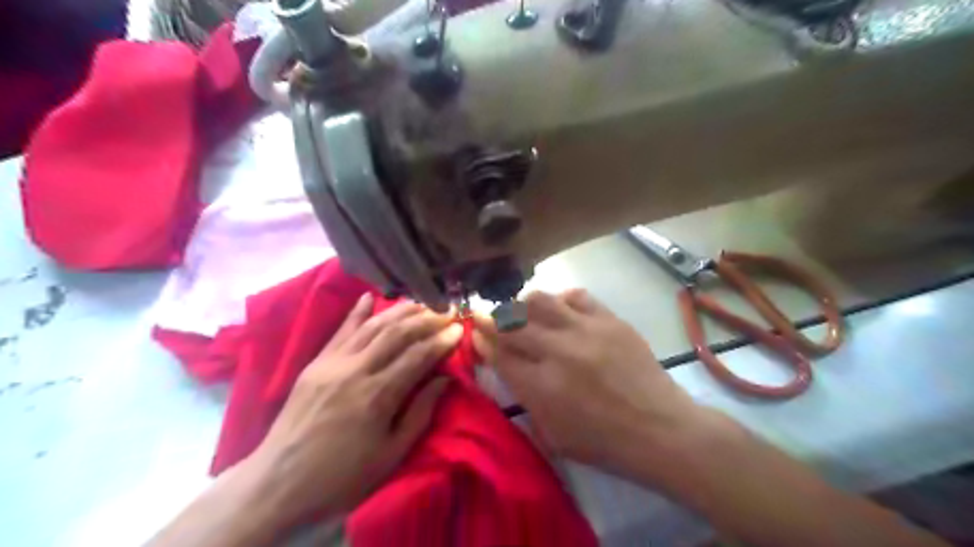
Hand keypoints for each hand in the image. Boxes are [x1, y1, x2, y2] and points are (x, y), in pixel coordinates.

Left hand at [249, 294, 463, 524]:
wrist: (278, 483)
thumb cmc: (342, 476)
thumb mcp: (391, 454)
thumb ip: (420, 413)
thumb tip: (444, 379)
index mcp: (378, 395)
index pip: (418, 356)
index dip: (441, 340)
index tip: (458, 330)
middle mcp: (356, 370)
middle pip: (397, 333)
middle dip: (425, 320)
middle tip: (445, 313)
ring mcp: (332, 363)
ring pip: (372, 326)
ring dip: (399, 311)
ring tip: (420, 303)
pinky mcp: (315, 363)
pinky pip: (340, 330)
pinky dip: (357, 312)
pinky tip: (370, 297)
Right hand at [475, 292, 708, 477]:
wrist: (659, 430)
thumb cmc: (603, 442)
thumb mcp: (552, 435)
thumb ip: (524, 398)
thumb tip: (505, 365)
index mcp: (540, 387)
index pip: (498, 354)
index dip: (481, 341)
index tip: (474, 332)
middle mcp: (557, 351)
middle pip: (511, 324)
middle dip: (490, 318)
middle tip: (484, 316)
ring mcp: (585, 331)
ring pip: (540, 300)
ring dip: (523, 305)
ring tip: (523, 312)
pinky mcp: (609, 320)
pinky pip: (577, 296)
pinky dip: (562, 300)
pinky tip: (561, 310)